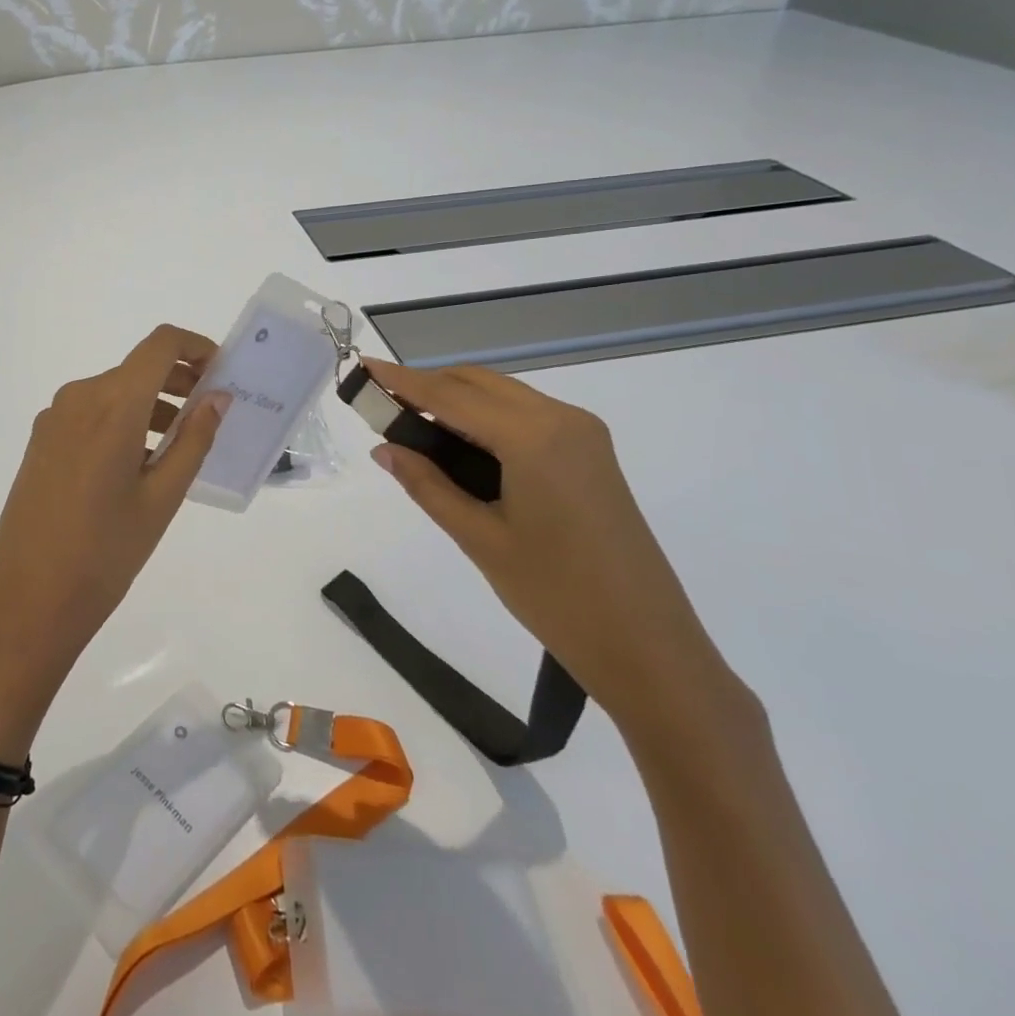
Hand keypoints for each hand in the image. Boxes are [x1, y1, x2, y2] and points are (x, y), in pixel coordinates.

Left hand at [0, 325, 229, 759]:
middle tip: (212, 411)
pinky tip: (139, 461)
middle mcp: (78, 398)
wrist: (26, 603)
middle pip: (137, 367)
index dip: (197, 347)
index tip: (223, 372)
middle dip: (179, 379)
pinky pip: (91, 413)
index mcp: (112, 405)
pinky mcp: (41, 441)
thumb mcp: (162, 498)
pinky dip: (123, 420)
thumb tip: (219, 397)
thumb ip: (194, 439)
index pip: (160, 344)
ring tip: (181, 444)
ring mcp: (54, 419)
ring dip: (152, 403)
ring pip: (114, 391)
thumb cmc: (105, 554)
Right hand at [363, 360, 750, 750]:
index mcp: (534, 437)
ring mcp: (583, 434)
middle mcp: (562, 419)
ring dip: (456, 401)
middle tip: (381, 407)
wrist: (650, 650)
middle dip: (428, 387)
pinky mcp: (591, 454)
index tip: (364, 365)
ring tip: (412, 427)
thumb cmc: (557, 596)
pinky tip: (460, 445)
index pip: (450, 396)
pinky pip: (526, 416)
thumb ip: (427, 485)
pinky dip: (486, 418)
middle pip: (478, 383)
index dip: (402, 381)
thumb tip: (383, 449)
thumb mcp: (480, 539)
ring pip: (502, 396)